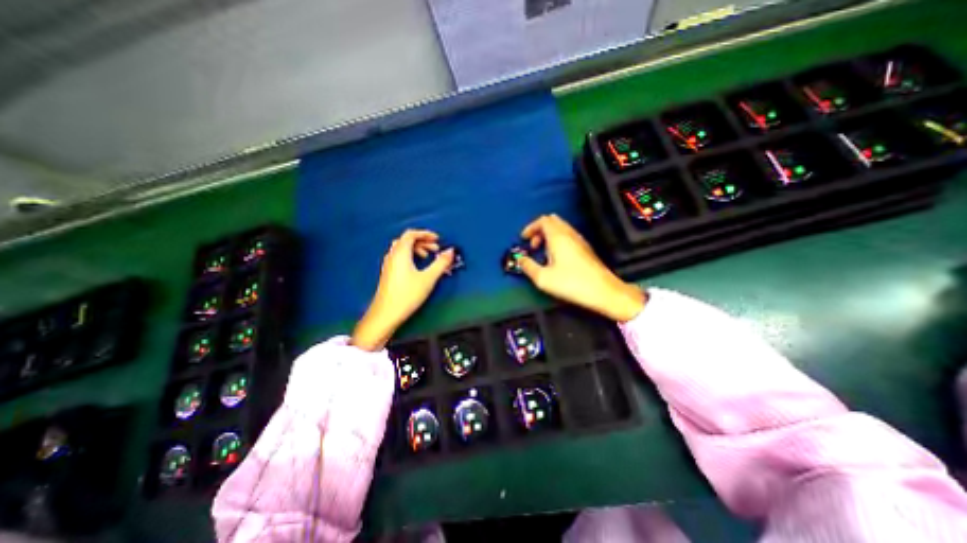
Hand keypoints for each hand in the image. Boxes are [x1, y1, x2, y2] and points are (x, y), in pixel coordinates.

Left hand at [353, 229, 456, 352]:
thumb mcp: (428, 278)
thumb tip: (450, 251)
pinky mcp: (388, 273)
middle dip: (423, 241)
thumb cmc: (407, 294)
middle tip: (435, 249)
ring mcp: (388, 264)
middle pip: (407, 240)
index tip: (438, 239)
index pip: (411, 234)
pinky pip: (399, 257)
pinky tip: (417, 268)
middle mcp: (392, 255)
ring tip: (428, 258)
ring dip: (416, 249)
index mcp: (401, 253)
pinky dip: (410, 256)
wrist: (386, 314)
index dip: (426, 233)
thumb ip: (441, 263)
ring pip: (402, 249)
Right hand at [517, 213, 644, 322]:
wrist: (603, 291)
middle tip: (533, 246)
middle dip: (539, 230)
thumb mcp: (543, 278)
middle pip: (552, 221)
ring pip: (561, 228)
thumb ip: (528, 267)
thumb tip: (520, 260)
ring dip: (548, 236)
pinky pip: (567, 236)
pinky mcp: (585, 248)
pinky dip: (557, 241)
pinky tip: (556, 258)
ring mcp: (579, 240)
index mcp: (558, 237)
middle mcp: (569, 234)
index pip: (543, 220)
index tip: (523, 239)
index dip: (530, 227)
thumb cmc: (571, 283)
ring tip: (543, 253)